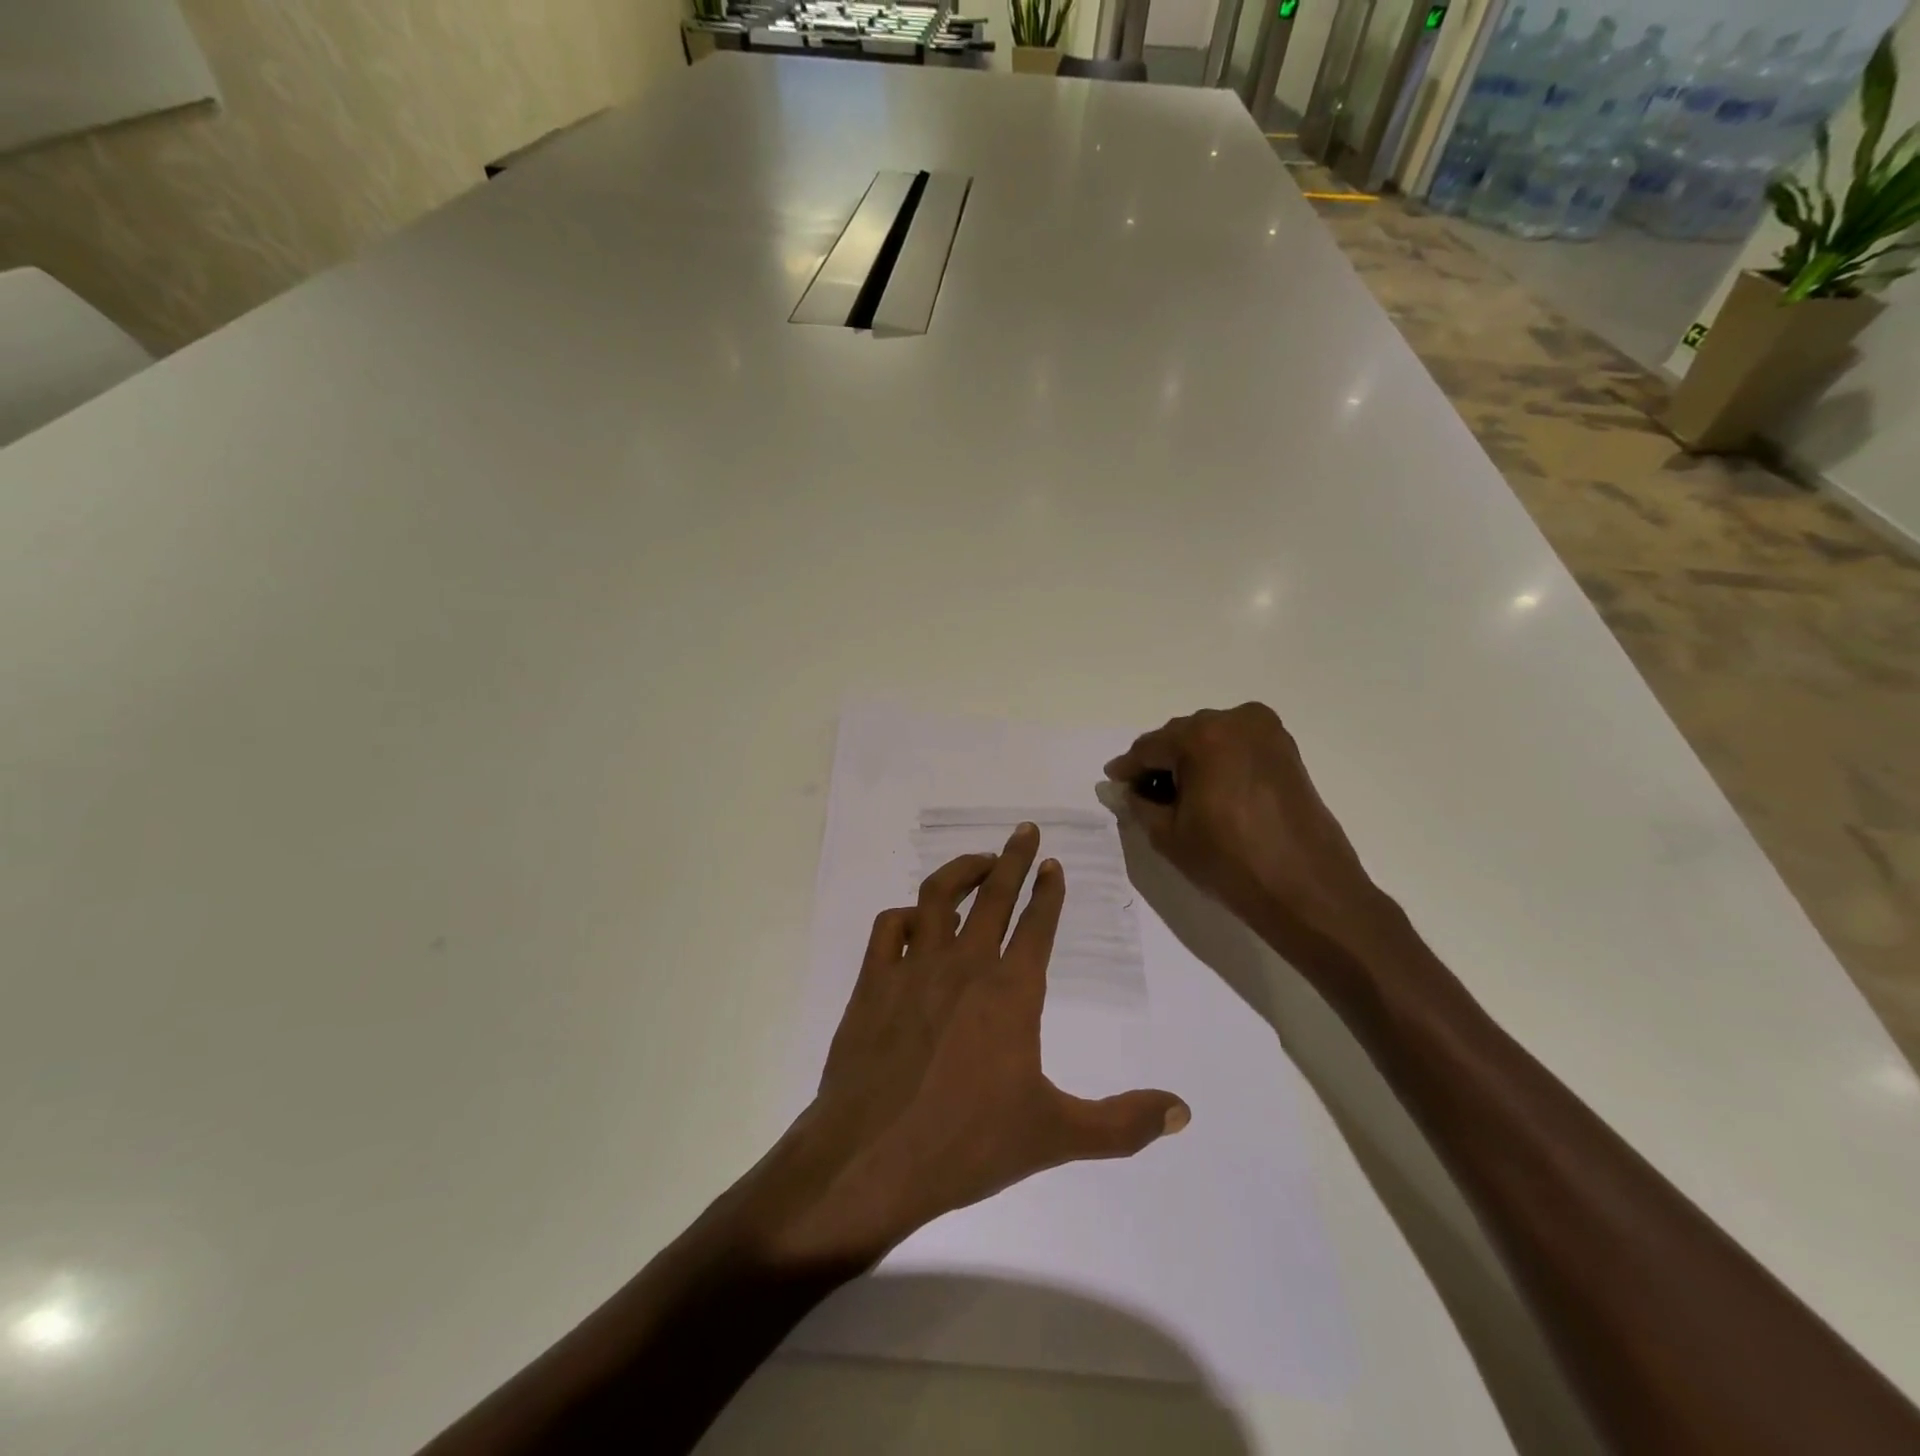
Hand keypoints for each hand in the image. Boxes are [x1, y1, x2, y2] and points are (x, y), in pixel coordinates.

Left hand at [744, 824, 1188, 1270]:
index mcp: (1011, 992)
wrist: (872, 1158)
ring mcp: (913, 969)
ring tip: (979, 861)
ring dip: (961, 871)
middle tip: (1025, 830)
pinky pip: (888, 928)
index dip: (1049, 892)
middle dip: (1013, 858)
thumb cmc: (967, 1144)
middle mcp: (964, 966)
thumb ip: (1122, 1123)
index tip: (1053, 865)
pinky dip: (905, 915)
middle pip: (993, 894)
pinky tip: (916, 920)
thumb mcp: (1055, 1136)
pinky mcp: (871, 983)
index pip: (1037, 925)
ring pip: (938, 897)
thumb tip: (1183, 1112)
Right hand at [1104, 704, 1400, 981]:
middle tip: (1142, 792)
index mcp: (1202, 736)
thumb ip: (1139, 804)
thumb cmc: (1230, 862)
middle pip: (1181, 737)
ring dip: (1190, 762)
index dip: (1128, 768)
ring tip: (1175, 796)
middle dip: (1160, 762)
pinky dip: (1217, 763)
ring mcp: (1267, 733)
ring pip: (1210, 740)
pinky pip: (1237, 748)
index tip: (1113, 782)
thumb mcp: (1168, 835)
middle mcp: (1236, 720)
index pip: (1150, 747)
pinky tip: (1207, 791)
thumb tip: (1126, 789)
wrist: (1307, 889)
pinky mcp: (1286, 751)